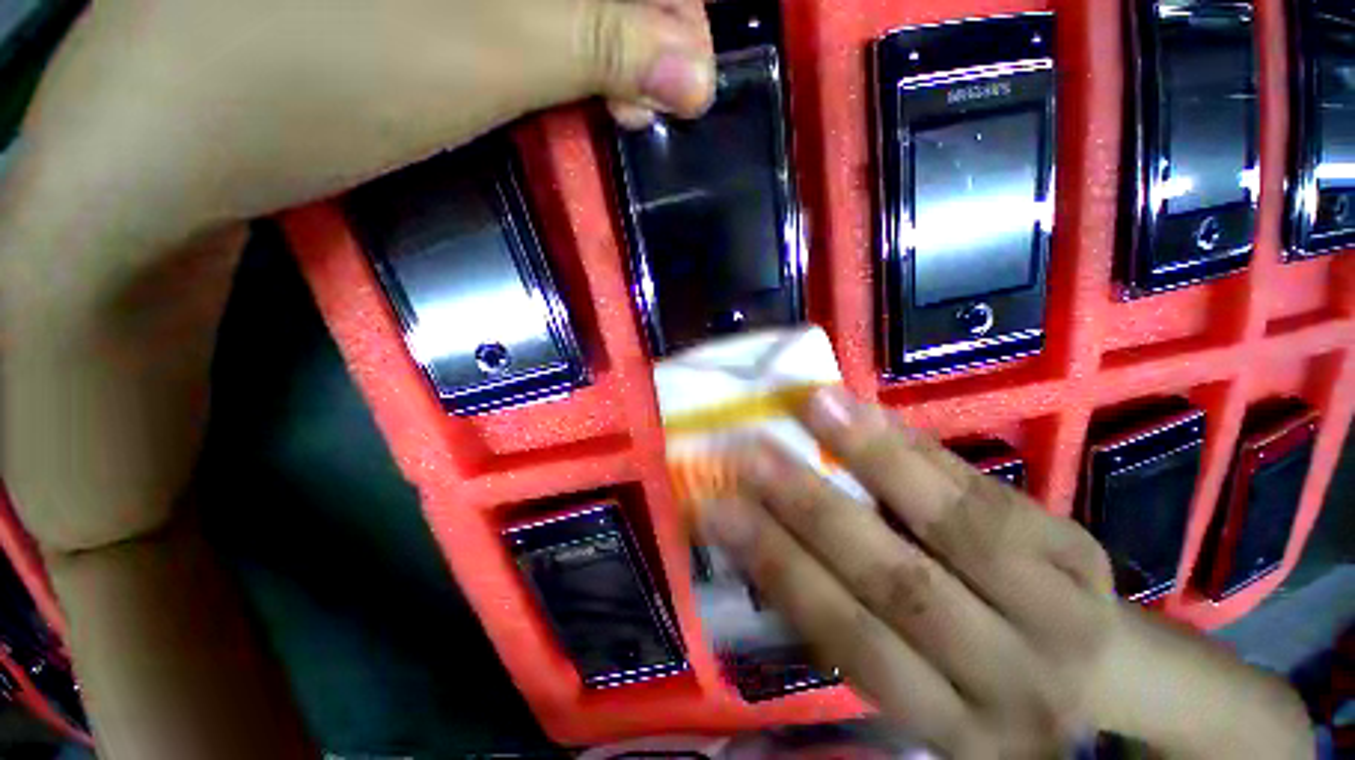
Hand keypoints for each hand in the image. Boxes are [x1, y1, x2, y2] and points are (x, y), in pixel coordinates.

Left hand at [15, 0, 713, 248]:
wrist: (168, 139)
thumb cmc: (306, 80)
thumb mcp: (475, 53)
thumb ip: (599, 43)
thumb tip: (695, 71)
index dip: (668, 3)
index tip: (691, 73)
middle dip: (637, 26)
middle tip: (657, 97)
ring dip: (601, 41)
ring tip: (621, 99)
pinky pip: (506, 10)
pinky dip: (553, 42)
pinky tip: (565, 79)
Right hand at [698, 387, 1120, 757]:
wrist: (1098, 670)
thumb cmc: (974, 672)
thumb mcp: (913, 679)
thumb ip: (842, 614)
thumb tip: (760, 539)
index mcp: (949, 722)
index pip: (849, 640)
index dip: (780, 569)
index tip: (720, 509)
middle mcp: (1007, 679)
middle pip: (901, 587)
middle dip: (814, 511)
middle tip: (754, 453)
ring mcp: (1058, 610)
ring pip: (959, 527)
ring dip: (876, 459)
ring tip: (815, 406)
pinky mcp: (1078, 552)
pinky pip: (986, 489)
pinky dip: (918, 446)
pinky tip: (869, 409)